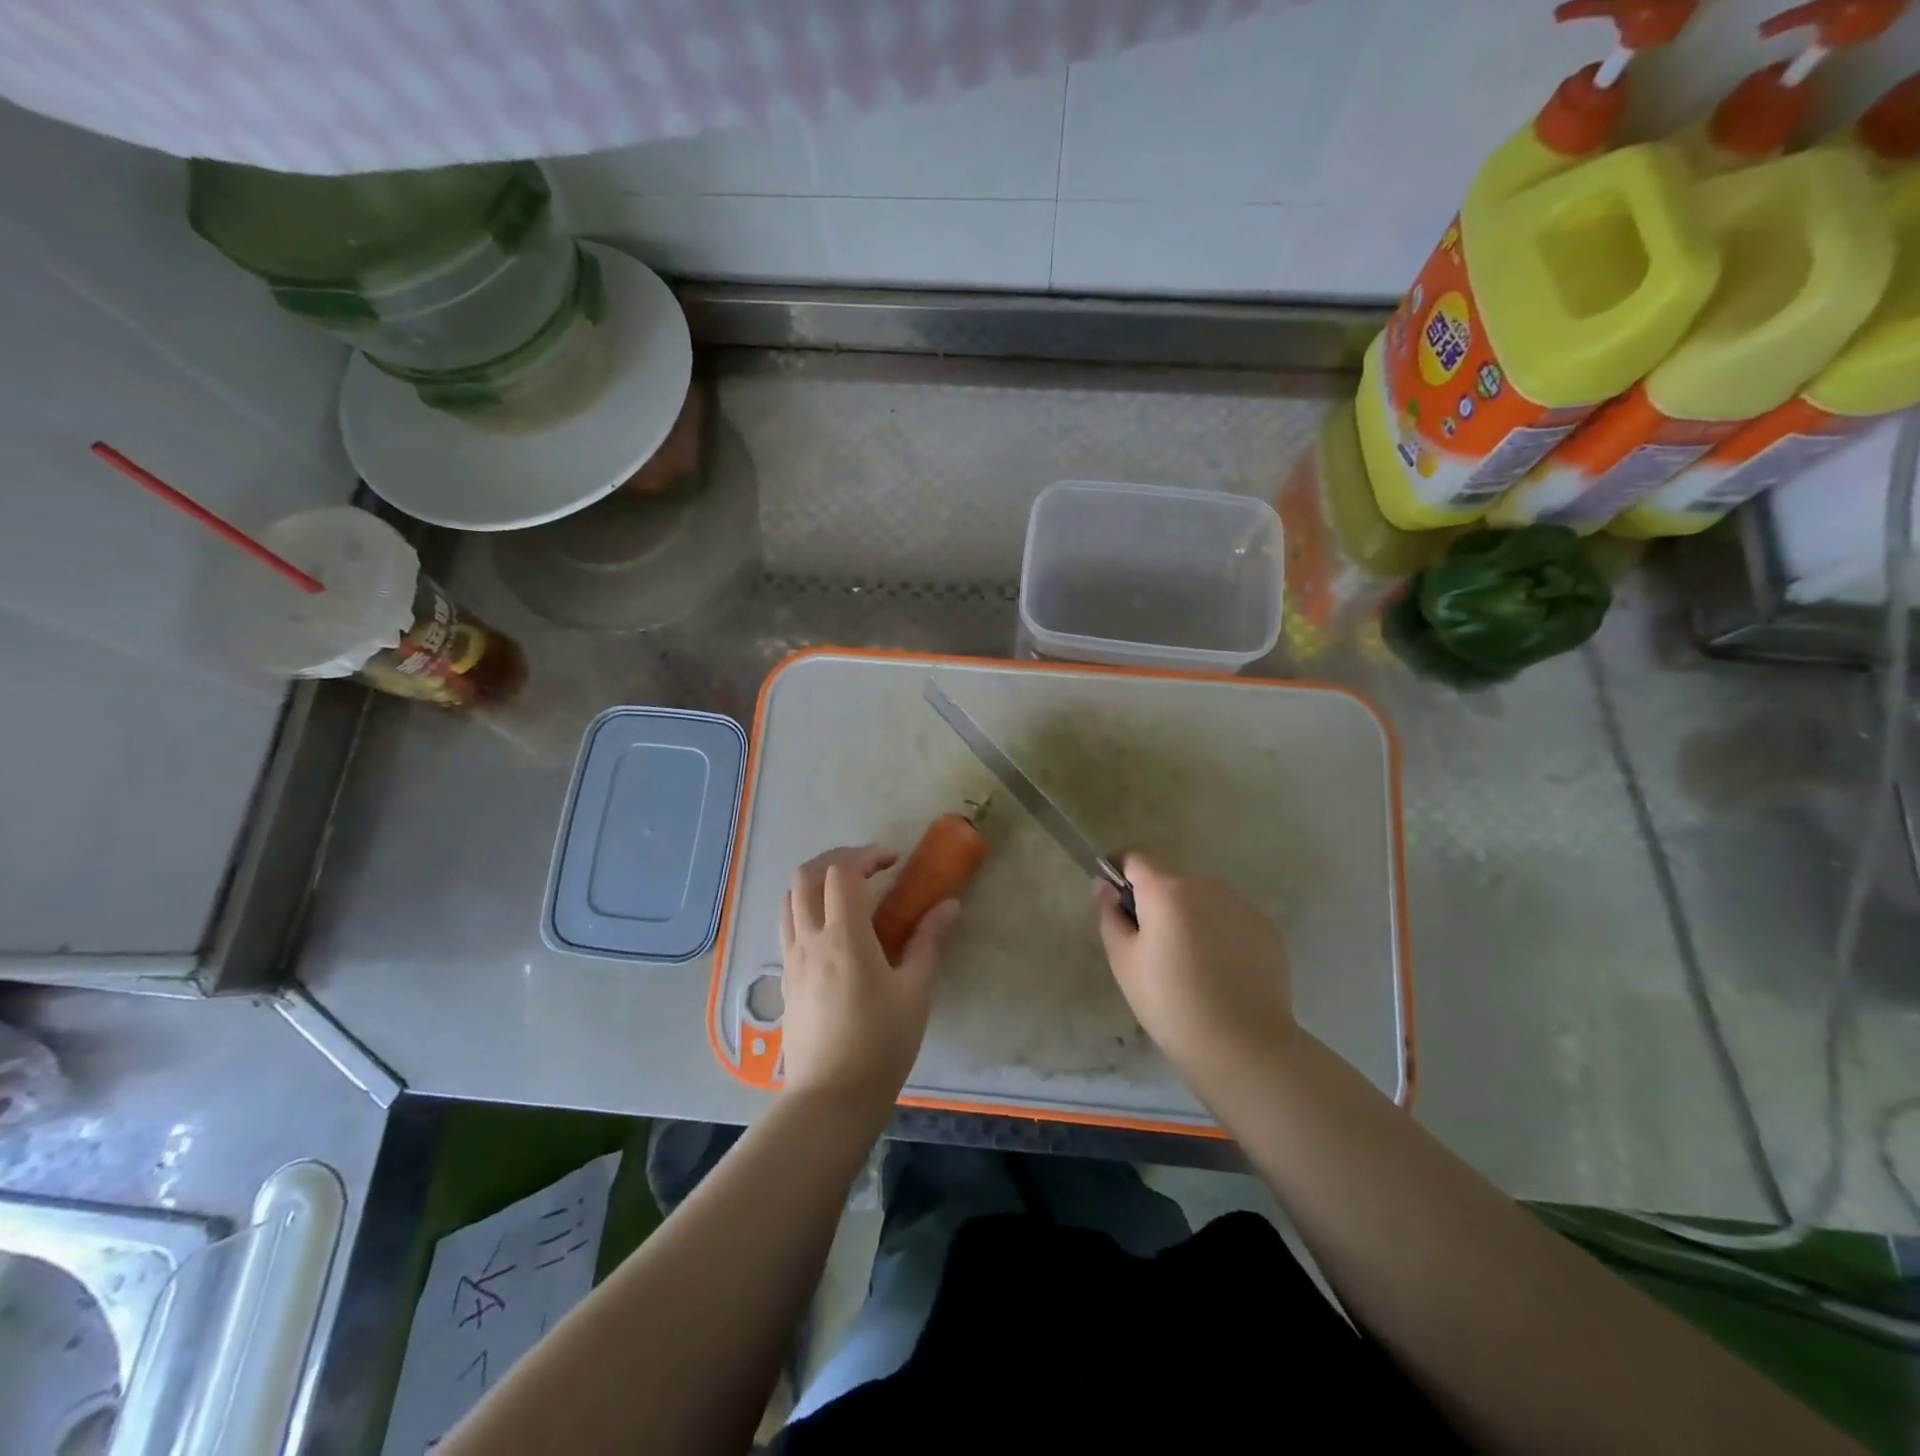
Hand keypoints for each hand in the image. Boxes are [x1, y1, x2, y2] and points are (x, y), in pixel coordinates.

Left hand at [779, 845, 958, 1117]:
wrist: (830, 1099)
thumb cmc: (881, 1045)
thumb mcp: (915, 993)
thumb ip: (929, 943)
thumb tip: (948, 905)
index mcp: (844, 937)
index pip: (842, 872)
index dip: (866, 855)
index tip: (892, 862)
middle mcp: (810, 939)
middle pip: (806, 875)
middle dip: (836, 859)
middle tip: (868, 868)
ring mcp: (792, 958)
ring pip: (789, 898)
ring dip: (815, 881)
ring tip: (846, 892)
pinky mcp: (785, 978)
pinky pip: (787, 925)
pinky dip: (805, 908)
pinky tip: (831, 929)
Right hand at [1095, 853, 1295, 1094]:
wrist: (1243, 1046)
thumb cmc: (1170, 1003)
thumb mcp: (1124, 960)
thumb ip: (1109, 914)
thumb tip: (1105, 885)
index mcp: (1167, 889)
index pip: (1136, 856)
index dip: (1120, 870)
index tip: (1115, 898)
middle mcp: (1207, 885)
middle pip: (1170, 876)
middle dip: (1154, 897)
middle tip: (1148, 942)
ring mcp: (1241, 904)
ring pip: (1202, 896)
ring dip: (1187, 912)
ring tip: (1186, 960)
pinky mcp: (1266, 928)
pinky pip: (1229, 916)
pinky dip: (1217, 930)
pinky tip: (1217, 970)